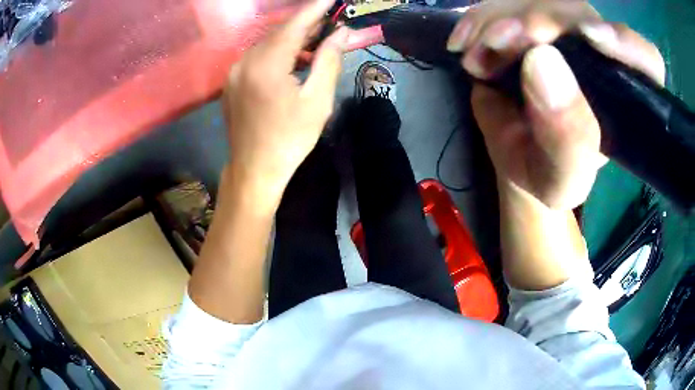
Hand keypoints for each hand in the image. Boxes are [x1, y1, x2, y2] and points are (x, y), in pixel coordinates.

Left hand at [222, 0, 348, 195]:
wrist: (254, 169)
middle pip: (278, 32)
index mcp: (266, 65)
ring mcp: (234, 72)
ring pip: (266, 44)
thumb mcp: (318, 100)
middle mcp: (244, 62)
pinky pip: (256, 57)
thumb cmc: (290, 139)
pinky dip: (276, 53)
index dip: (314, 9)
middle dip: (305, 25)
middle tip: (329, 24)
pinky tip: (291, 62)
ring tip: (315, 45)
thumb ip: (329, 61)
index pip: (293, 25)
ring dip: (291, 40)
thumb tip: (341, 33)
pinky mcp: (231, 82)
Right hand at [447, 0, 664, 209]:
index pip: (647, 62)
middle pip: (582, 15)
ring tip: (479, 57)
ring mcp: (567, 33)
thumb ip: (567, 143)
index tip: (591, 38)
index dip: (628, 45)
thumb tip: (542, 63)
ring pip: (541, 0)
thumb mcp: (559, 180)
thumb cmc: (547, 174)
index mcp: (627, 100)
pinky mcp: (533, 21)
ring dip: (502, 19)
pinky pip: (507, 1)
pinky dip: (480, 15)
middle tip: (501, 45)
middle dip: (541, 22)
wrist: (518, 153)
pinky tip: (466, 41)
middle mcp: (604, 57)